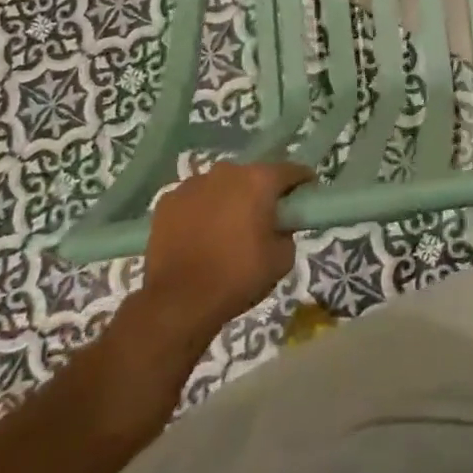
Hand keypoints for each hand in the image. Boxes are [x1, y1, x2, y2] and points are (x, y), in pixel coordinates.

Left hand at [141, 161, 311, 335]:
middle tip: (264, 219)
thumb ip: (287, 232)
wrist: (178, 302)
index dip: (303, 183)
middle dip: (261, 192)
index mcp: (259, 180)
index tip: (306, 197)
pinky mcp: (167, 202)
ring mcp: (192, 184)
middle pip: (253, 176)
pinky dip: (201, 211)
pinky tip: (199, 235)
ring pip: (221, 186)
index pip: (291, 170)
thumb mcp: (282, 259)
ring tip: (227, 229)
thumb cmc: (237, 276)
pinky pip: (194, 200)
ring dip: (229, 200)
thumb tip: (279, 225)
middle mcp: (226, 172)